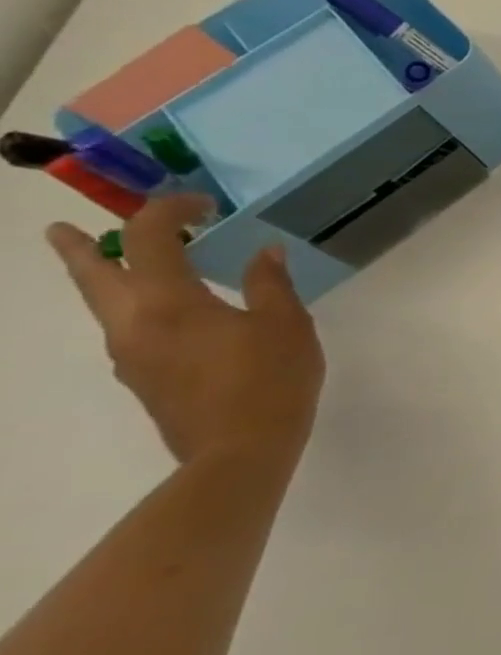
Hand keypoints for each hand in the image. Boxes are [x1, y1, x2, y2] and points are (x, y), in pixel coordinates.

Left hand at [46, 196, 324, 468]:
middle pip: (94, 277)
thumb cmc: (270, 378)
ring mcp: (132, 355)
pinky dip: (131, 307)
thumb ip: (270, 284)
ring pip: (102, 305)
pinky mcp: (143, 377)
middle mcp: (133, 324)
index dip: (169, 212)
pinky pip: (126, 329)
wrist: (240, 449)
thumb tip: (264, 253)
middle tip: (60, 230)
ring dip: (101, 279)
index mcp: (169, 303)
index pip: (151, 240)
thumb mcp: (286, 323)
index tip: (201, 205)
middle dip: (79, 250)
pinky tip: (167, 313)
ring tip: (112, 265)